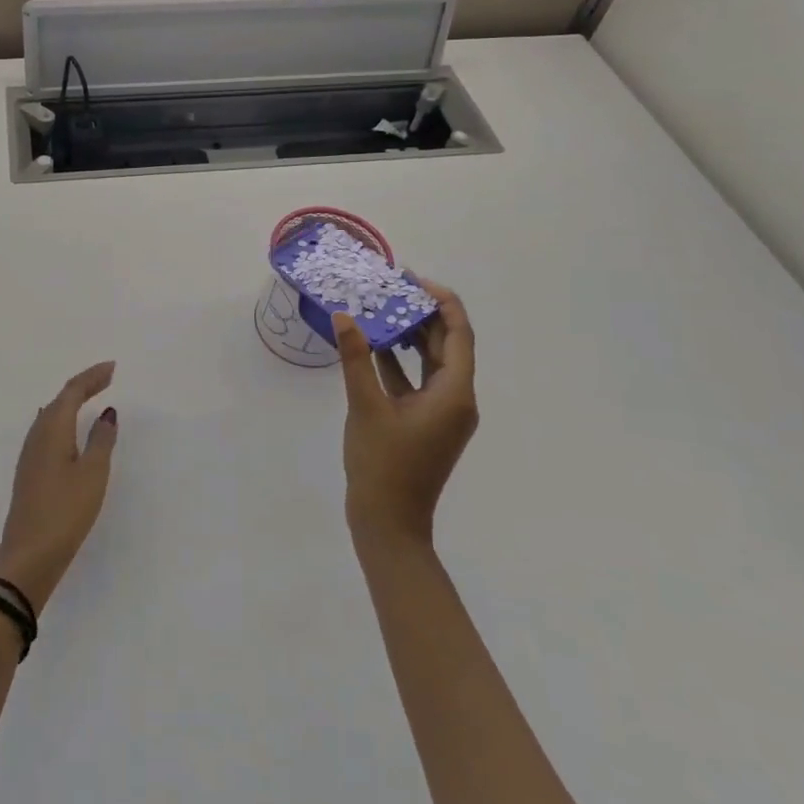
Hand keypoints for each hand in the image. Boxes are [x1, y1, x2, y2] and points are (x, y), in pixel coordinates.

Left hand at [0, 361, 117, 611]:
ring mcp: (30, 454)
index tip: (113, 368)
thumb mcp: (93, 474)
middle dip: (83, 386)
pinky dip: (64, 420)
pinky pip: (48, 431)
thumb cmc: (65, 511)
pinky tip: (68, 430)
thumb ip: (101, 440)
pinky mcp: (29, 472)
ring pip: (51, 415)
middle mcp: (37, 435)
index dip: (92, 376)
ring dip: (71, 402)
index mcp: (53, 429)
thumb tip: (107, 413)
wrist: (29, 555)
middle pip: (60, 399)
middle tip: (107, 378)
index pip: (72, 391)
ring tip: (91, 397)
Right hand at [334, 279, 477, 545]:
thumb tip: (344, 315)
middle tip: (391, 288)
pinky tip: (372, 345)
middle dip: (422, 314)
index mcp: (454, 393)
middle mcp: (456, 399)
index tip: (412, 280)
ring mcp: (442, 413)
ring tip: (380, 309)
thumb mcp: (365, 406)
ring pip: (432, 362)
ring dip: (410, 336)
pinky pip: (417, 381)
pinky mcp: (425, 423)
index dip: (441, 302)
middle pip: (447, 345)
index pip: (459, 334)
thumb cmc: (383, 464)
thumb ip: (356, 358)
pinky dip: (400, 362)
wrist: (389, 523)